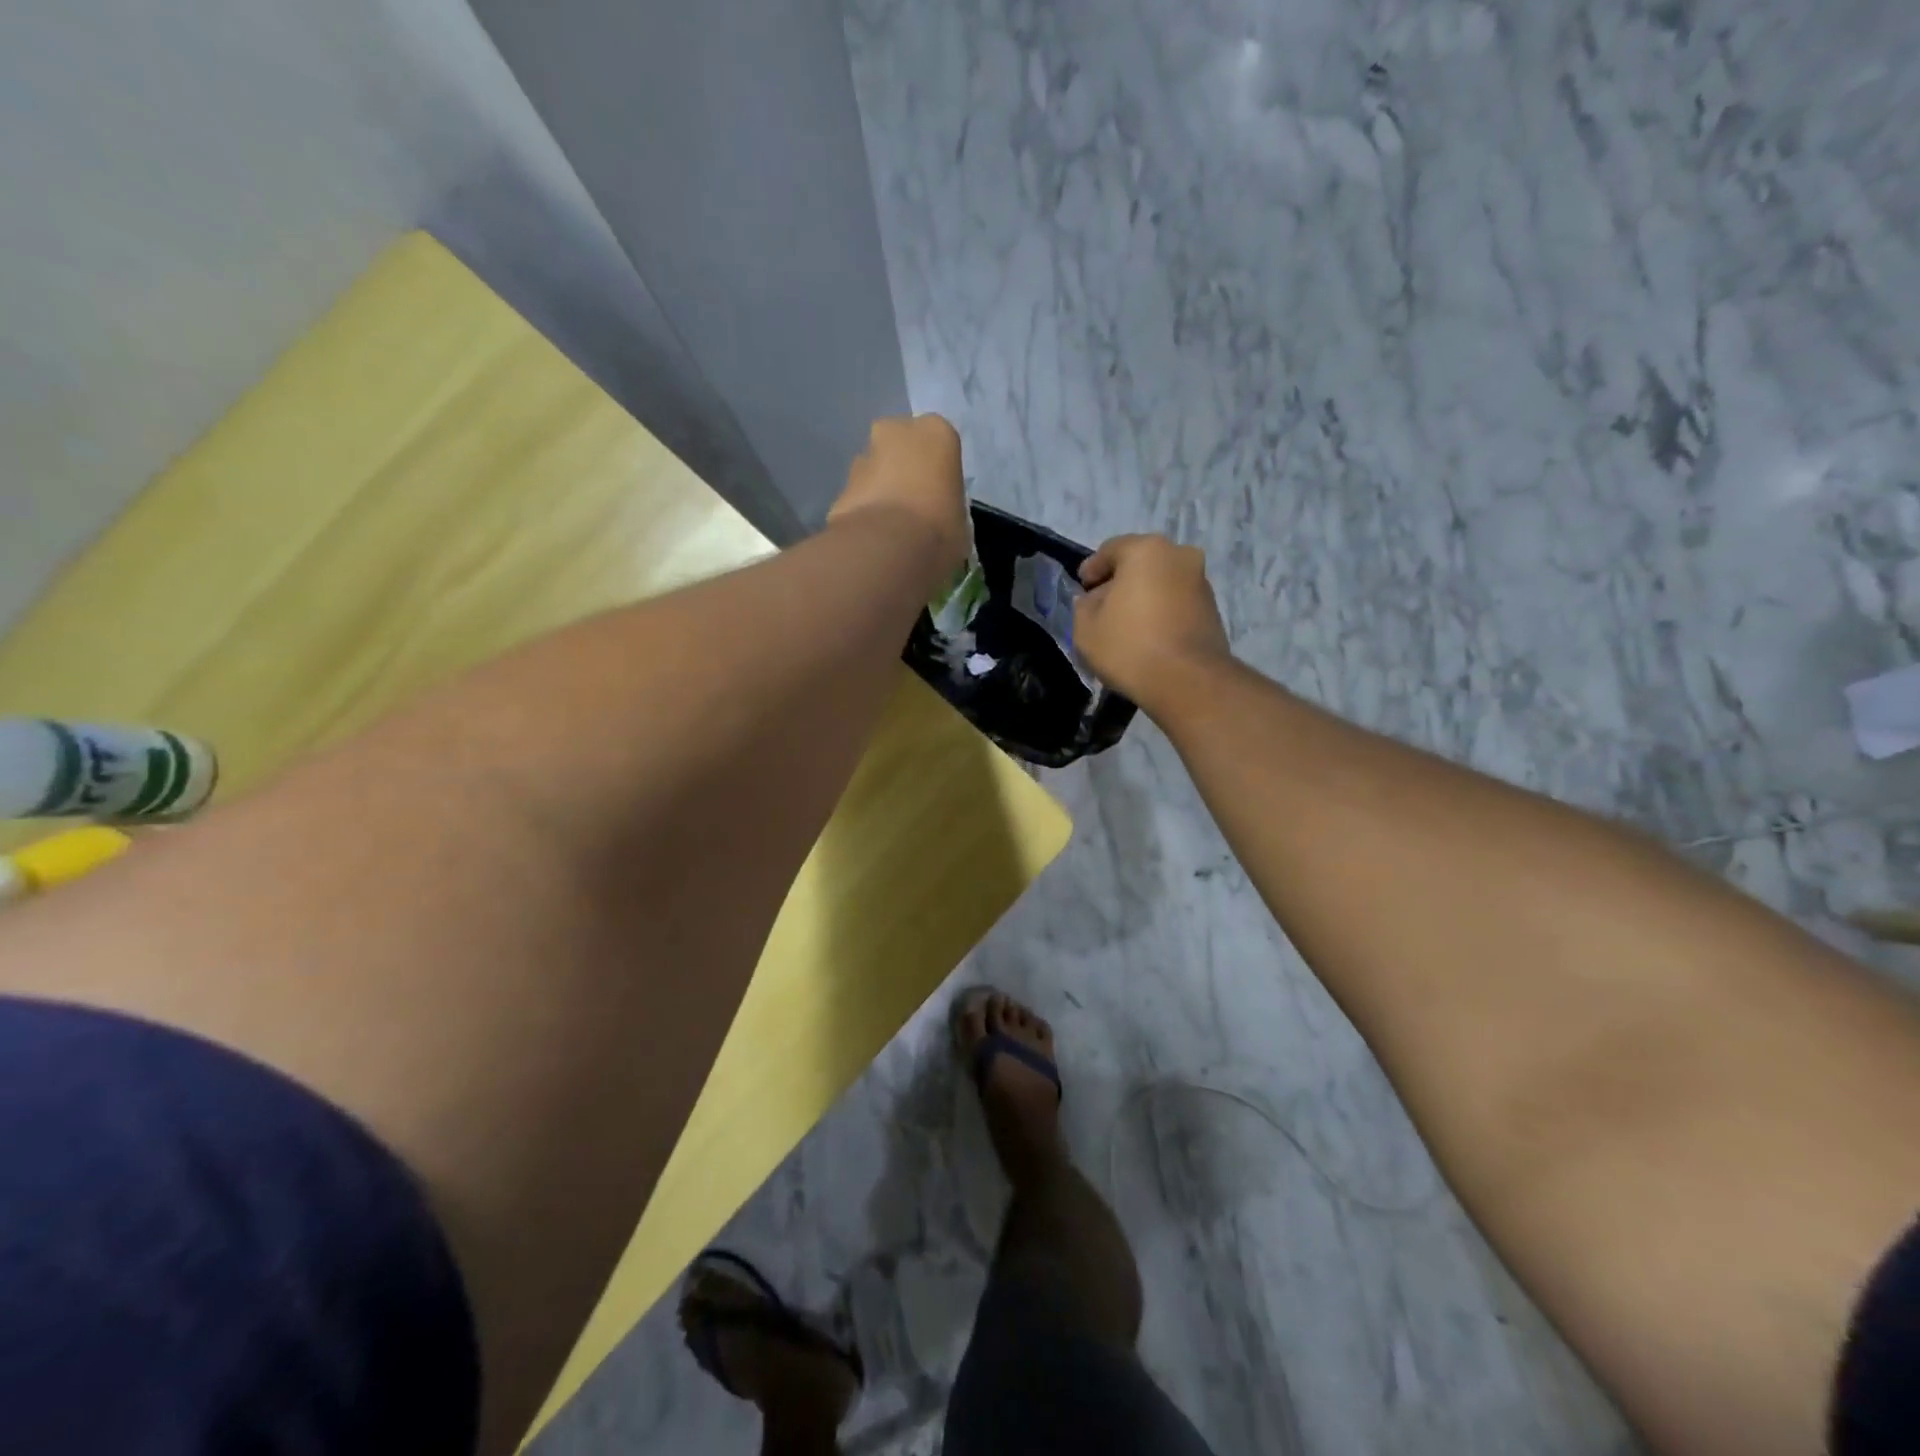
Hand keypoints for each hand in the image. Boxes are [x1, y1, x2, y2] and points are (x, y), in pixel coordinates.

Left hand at [829, 415, 970, 585]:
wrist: (888, 549)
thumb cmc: (940, 529)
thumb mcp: (961, 521)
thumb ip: (948, 506)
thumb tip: (939, 515)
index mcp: (936, 432)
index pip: (941, 445)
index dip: (940, 473)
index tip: (941, 498)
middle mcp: (896, 431)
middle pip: (902, 448)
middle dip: (905, 471)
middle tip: (915, 508)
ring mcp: (863, 456)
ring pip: (876, 469)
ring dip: (881, 489)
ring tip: (892, 527)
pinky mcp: (840, 486)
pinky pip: (859, 496)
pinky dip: (864, 511)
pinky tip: (873, 538)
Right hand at [1073, 535, 1230, 711]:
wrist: (1188, 681)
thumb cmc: (1129, 646)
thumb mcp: (1086, 627)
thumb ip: (1084, 606)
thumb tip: (1094, 600)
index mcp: (1146, 550)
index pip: (1110, 550)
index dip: (1091, 570)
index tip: (1082, 589)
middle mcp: (1179, 555)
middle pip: (1140, 564)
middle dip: (1120, 582)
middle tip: (1102, 606)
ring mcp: (1201, 582)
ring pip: (1161, 582)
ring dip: (1143, 597)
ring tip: (1126, 625)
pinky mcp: (1213, 609)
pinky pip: (1177, 602)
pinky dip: (1161, 612)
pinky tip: (1148, 635)